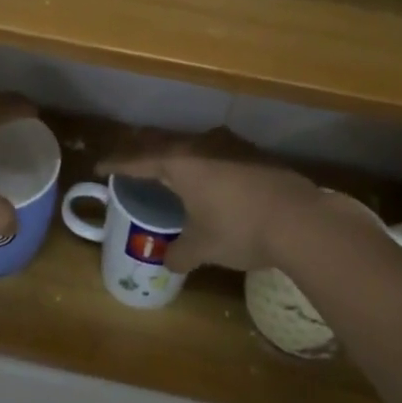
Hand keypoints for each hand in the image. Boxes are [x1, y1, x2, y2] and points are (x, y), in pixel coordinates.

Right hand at [101, 131, 333, 273]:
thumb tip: (168, 261)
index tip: (100, 166)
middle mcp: (201, 144)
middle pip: (162, 141)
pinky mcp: (252, 153)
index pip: (137, 159)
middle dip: (142, 148)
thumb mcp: (203, 247)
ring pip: (190, 143)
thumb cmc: (240, 229)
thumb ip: (180, 253)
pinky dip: (200, 161)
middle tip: (127, 157)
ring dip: (173, 153)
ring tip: (165, 165)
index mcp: (179, 161)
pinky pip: (214, 151)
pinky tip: (206, 175)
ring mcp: (230, 145)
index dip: (117, 164)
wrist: (302, 220)